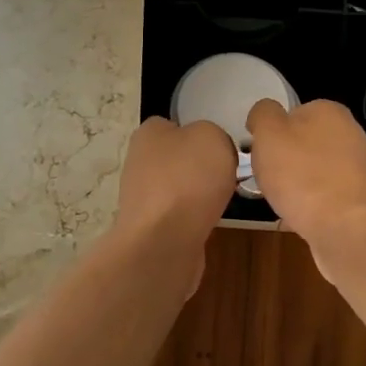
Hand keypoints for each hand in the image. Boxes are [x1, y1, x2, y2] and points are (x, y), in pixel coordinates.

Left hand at [110, 116, 237, 294]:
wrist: (164, 241)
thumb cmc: (188, 179)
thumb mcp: (212, 136)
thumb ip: (212, 134)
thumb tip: (209, 149)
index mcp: (148, 133)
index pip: (172, 124)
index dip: (198, 133)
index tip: (220, 147)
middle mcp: (139, 161)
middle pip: (178, 157)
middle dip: (200, 166)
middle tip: (226, 173)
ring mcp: (142, 197)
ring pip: (179, 188)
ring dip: (199, 194)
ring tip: (222, 200)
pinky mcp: (150, 226)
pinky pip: (179, 215)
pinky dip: (194, 218)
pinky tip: (208, 222)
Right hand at [246, 99, 365, 262]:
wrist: (347, 229)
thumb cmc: (302, 176)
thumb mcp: (268, 134)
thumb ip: (263, 114)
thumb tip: (264, 112)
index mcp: (329, 111)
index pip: (293, 113)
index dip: (272, 133)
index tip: (260, 154)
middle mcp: (351, 133)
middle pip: (305, 143)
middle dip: (285, 161)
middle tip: (267, 179)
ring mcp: (360, 168)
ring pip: (315, 171)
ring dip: (297, 184)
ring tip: (280, 202)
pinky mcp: (361, 199)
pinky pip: (326, 196)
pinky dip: (311, 205)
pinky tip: (298, 219)